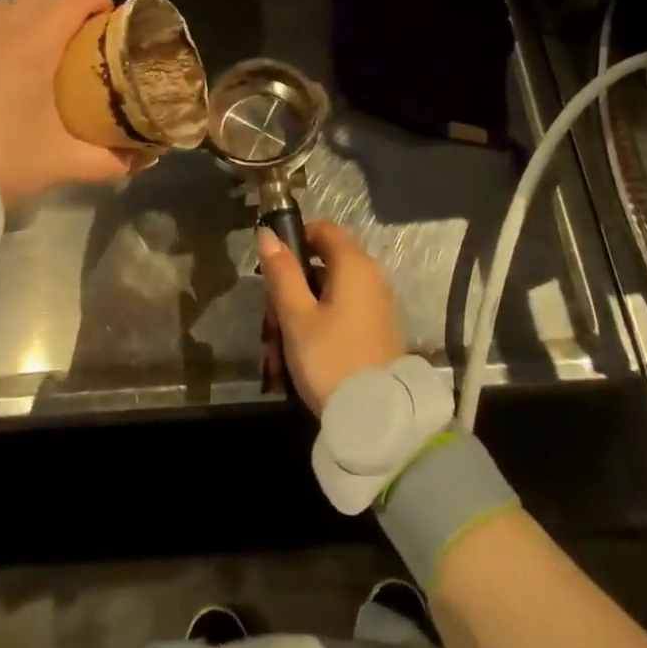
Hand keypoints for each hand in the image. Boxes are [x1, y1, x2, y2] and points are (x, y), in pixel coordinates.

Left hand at [0, 0, 135, 207]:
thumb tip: (144, 158)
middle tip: (74, 45)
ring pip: (4, 4)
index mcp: (33, 44)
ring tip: (33, 51)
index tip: (109, 22)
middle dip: (64, 11)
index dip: (99, 1)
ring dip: (27, 17)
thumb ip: (109, 159)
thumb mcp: (61, 164)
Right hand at [258, 221, 405, 414]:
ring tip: (277, 354)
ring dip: (300, 315)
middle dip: (291, 290)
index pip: (324, 229)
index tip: (272, 268)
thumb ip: (281, 272)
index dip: (296, 239)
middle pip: (323, 265)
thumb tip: (267, 234)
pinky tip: (300, 360)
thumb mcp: (296, 316)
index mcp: (354, 264)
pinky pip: (342, 315)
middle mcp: (371, 277)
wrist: (378, 418)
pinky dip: (319, 328)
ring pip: (329, 295)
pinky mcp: (379, 330)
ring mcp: (378, 305)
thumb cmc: (330, 358)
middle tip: (269, 323)